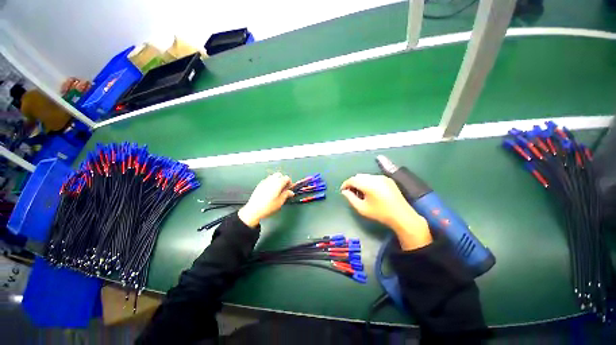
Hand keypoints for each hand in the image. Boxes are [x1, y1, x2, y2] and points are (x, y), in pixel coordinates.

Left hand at [238, 172, 294, 227]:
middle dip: (283, 180)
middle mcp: (271, 180)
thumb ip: (286, 195)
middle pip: (279, 175)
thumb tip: (290, 192)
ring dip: (277, 181)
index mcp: (278, 183)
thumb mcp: (280, 202)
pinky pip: (267, 180)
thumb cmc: (267, 207)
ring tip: (277, 190)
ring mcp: (264, 181)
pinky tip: (270, 191)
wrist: (254, 210)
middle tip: (284, 188)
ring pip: (273, 176)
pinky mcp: (260, 184)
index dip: (289, 183)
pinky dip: (271, 183)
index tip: (289, 189)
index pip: (287, 178)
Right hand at [341, 174, 431, 249]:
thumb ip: (350, 198)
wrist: (402, 215)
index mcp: (368, 184)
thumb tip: (344, 192)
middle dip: (352, 183)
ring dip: (360, 182)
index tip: (343, 191)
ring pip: (366, 176)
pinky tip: (370, 191)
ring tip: (360, 193)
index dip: (345, 184)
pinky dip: (368, 182)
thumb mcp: (362, 208)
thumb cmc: (380, 213)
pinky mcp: (387, 179)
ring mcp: (382, 177)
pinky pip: (373, 177)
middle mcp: (375, 178)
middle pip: (358, 177)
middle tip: (351, 193)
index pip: (352, 180)